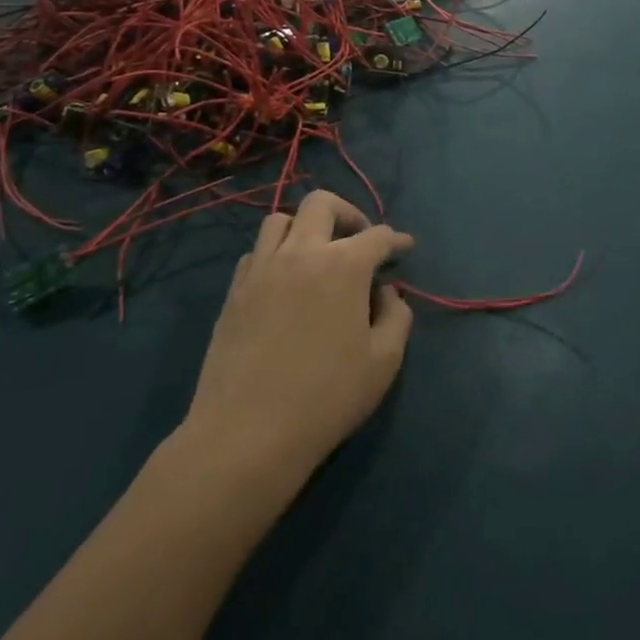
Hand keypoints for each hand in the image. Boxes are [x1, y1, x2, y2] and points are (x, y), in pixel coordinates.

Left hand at [180, 191, 413, 487]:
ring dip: (305, 228)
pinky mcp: (234, 292)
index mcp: (344, 265)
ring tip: (317, 256)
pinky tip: (285, 282)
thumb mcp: (384, 362)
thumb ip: (397, 316)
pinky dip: (276, 254)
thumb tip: (386, 292)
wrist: (246, 435)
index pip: (377, 235)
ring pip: (281, 220)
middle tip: (359, 241)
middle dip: (348, 213)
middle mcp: (301, 253)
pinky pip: (256, 252)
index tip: (404, 248)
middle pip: (322, 203)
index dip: (396, 240)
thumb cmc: (325, 398)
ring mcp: (262, 269)